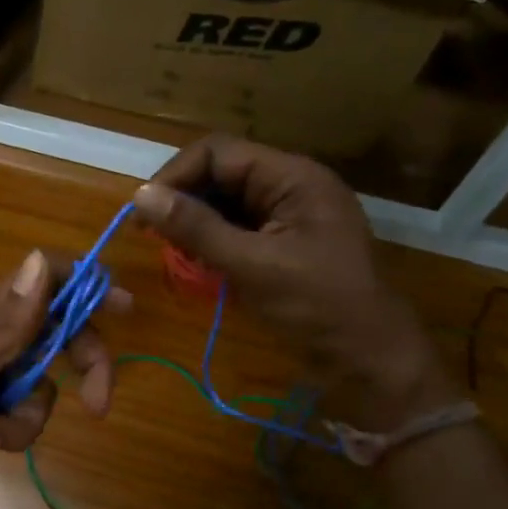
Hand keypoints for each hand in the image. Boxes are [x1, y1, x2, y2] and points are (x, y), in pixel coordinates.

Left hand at [0, 249, 127, 497]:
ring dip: (29, 415)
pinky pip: (8, 409)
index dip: (87, 286)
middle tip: (97, 405)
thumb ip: (3, 324)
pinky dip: (5, 428)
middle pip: (54, 335)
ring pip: (34, 383)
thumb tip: (42, 257)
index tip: (124, 310)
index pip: (46, 279)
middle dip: (80, 366)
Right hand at [132, 136, 449, 427]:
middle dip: (183, 201)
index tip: (144, 214)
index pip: (217, 152)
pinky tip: (200, 265)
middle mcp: (289, 186)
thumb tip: (140, 196)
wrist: (367, 356)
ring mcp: (286, 215)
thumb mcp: (251, 264)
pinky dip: (211, 242)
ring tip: (177, 255)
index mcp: (292, 177)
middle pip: (219, 174)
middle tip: (156, 239)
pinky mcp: (281, 242)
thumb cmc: (316, 305)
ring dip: (194, 224)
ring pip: (223, 203)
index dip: (175, 175)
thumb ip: (196, 228)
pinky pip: (235, 228)